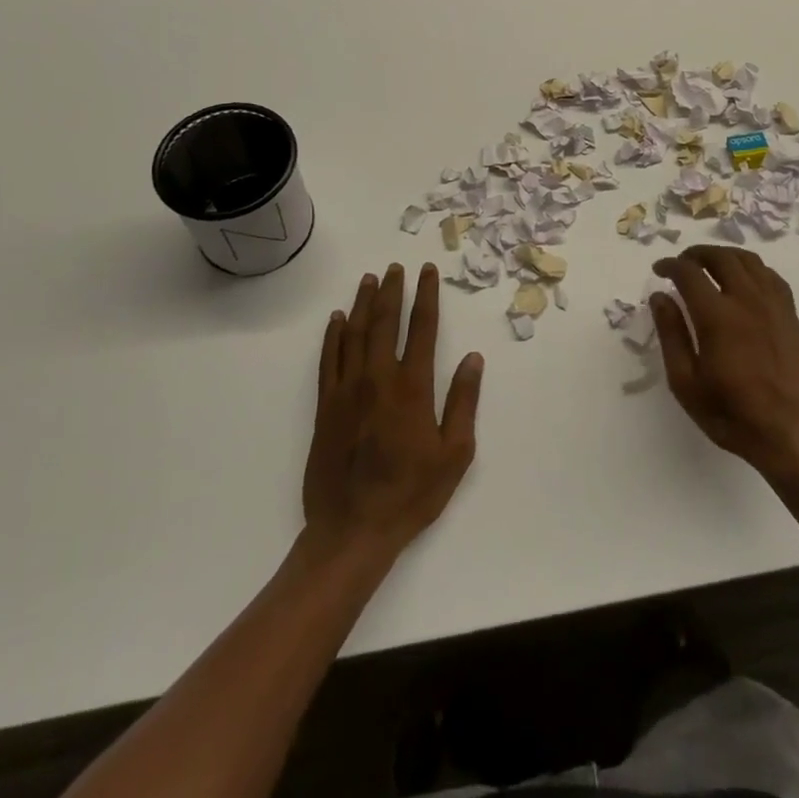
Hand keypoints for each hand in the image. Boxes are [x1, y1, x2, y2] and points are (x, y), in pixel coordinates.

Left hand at [303, 262, 483, 558]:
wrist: (352, 531)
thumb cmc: (411, 494)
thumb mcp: (454, 453)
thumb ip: (463, 402)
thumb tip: (473, 359)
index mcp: (412, 387)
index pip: (422, 328)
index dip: (426, 296)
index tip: (428, 272)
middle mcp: (378, 379)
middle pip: (385, 322)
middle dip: (393, 290)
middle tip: (396, 266)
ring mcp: (347, 391)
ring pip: (355, 334)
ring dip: (364, 303)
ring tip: (370, 279)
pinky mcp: (325, 407)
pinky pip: (328, 360)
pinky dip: (333, 336)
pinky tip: (337, 319)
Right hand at [650, 246, 798, 475]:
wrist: (790, 433)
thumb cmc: (731, 414)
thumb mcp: (686, 382)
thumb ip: (672, 334)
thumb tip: (659, 297)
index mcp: (717, 316)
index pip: (689, 273)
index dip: (670, 265)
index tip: (658, 270)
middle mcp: (746, 300)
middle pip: (720, 257)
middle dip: (696, 254)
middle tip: (682, 264)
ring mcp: (773, 304)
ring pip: (748, 260)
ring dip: (724, 255)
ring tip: (709, 265)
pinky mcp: (790, 314)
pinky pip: (770, 275)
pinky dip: (751, 267)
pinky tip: (743, 279)